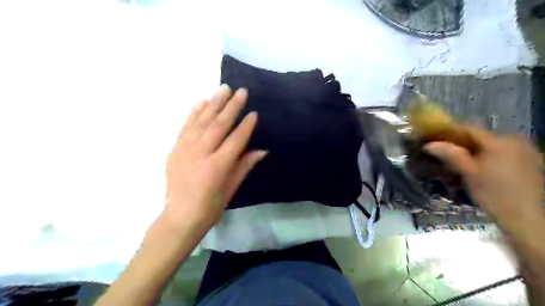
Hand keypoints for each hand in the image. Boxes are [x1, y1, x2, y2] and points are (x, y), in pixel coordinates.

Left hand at [165, 87, 267, 233]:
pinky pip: (186, 126)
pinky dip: (194, 112)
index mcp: (217, 167)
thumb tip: (262, 150)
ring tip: (224, 89)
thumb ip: (244, 166)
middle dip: (231, 107)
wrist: (179, 217)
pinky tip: (202, 101)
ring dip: (214, 103)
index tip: (254, 113)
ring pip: (201, 121)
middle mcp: (200, 154)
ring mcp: (185, 150)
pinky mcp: (175, 149)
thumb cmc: (210, 207)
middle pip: (218, 125)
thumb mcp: (231, 189)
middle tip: (241, 91)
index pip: (235, 140)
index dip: (246, 126)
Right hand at [423, 128, 542, 232]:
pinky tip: (481, 169)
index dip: (449, 131)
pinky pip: (503, 153)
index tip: (433, 137)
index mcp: (500, 140)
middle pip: (481, 137)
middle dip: (461, 143)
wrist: (528, 220)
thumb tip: (429, 144)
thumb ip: (450, 155)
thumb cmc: (495, 195)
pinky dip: (488, 157)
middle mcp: (516, 140)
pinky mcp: (531, 163)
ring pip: (491, 145)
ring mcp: (526, 152)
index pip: (469, 128)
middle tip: (444, 152)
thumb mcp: (469, 174)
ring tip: (460, 162)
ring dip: (474, 150)